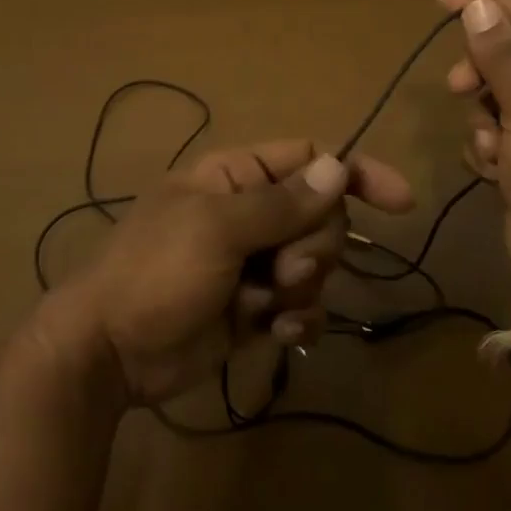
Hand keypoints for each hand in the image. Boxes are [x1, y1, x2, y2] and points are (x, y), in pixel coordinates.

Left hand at [43, 140, 413, 405]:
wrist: (109, 351)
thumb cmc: (156, 272)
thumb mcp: (217, 229)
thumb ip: (281, 202)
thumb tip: (339, 166)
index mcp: (235, 178)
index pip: (309, 159)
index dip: (355, 173)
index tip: (400, 202)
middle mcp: (249, 214)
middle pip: (320, 216)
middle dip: (314, 246)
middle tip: (282, 269)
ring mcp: (253, 263)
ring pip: (315, 264)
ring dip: (304, 286)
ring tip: (265, 303)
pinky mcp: (254, 309)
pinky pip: (301, 306)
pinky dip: (299, 319)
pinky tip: (279, 332)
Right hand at [438, 0, 510, 280]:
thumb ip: (502, 55)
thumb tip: (478, 6)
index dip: (491, 3)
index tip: (443, 0)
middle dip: (481, 72)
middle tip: (457, 87)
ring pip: (497, 98)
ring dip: (484, 120)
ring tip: (493, 149)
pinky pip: (495, 134)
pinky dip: (487, 148)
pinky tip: (495, 171)